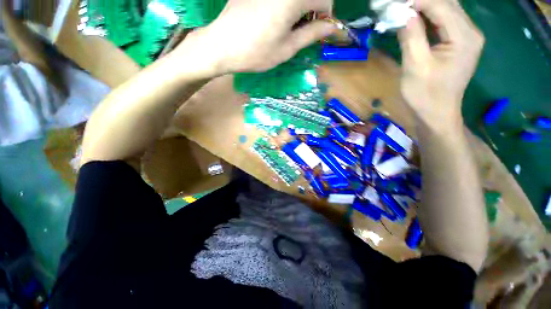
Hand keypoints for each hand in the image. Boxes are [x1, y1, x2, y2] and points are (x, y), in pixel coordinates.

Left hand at [179, 0, 335, 74]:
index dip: (325, 15)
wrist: (221, 46)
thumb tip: (331, 27)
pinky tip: (274, 18)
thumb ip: (311, 34)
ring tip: (287, 26)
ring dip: (298, 8)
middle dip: (311, 10)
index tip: (318, 31)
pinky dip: (284, 6)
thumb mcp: (287, 49)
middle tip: (302, 30)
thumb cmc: (256, 53)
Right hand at [398, 0, 483, 129]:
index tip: (393, 3)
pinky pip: (443, 21)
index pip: (441, 5)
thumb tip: (403, 13)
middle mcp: (470, 31)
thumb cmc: (425, 95)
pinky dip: (427, 16)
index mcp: (464, 37)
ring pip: (445, 9)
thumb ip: (412, 37)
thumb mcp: (415, 66)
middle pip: (446, 3)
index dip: (417, 0)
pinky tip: (413, 18)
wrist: (436, 113)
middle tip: (397, 5)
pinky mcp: (458, 42)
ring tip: (402, 9)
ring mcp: (466, 36)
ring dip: (423, 6)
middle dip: (420, 1)